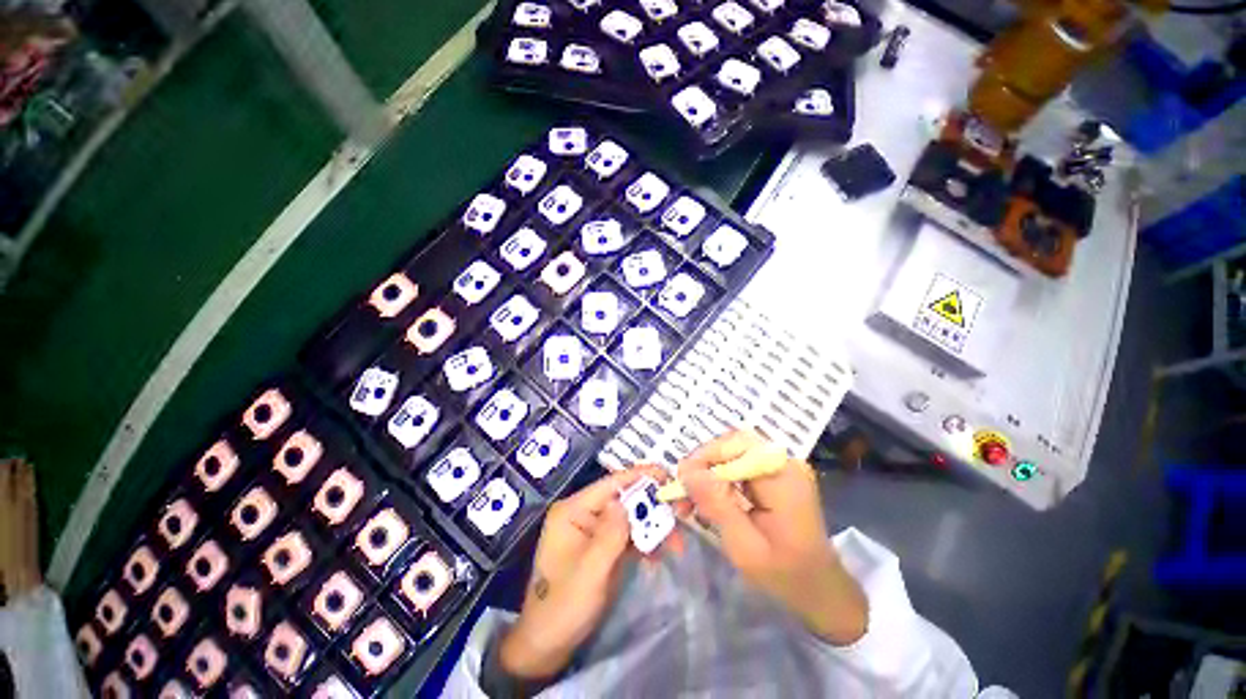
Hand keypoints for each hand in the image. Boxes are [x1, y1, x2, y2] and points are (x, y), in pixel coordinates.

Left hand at [499, 466, 682, 679]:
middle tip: (682, 512)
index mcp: (573, 510)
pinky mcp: (602, 546)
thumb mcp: (590, 571)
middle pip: (623, 499)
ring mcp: (593, 530)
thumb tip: (629, 501)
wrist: (547, 645)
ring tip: (677, 542)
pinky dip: (645, 541)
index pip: (611, 484)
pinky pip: (628, 535)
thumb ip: (610, 534)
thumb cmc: (563, 607)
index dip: (640, 477)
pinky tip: (661, 553)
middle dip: (652, 506)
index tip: (668, 476)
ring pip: (629, 517)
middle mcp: (583, 513)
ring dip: (653, 526)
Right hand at [680, 431, 867, 644]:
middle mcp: (783, 462)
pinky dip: (719, 479)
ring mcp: (780, 466)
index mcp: (783, 476)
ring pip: (731, 453)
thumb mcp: (744, 546)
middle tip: (682, 492)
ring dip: (708, 472)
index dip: (704, 456)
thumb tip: (685, 469)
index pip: (736, 445)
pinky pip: (738, 464)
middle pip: (732, 445)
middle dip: (703, 465)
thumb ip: (716, 503)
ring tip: (690, 499)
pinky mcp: (774, 473)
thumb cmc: (784, 575)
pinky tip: (709, 499)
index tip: (681, 480)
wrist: (820, 589)